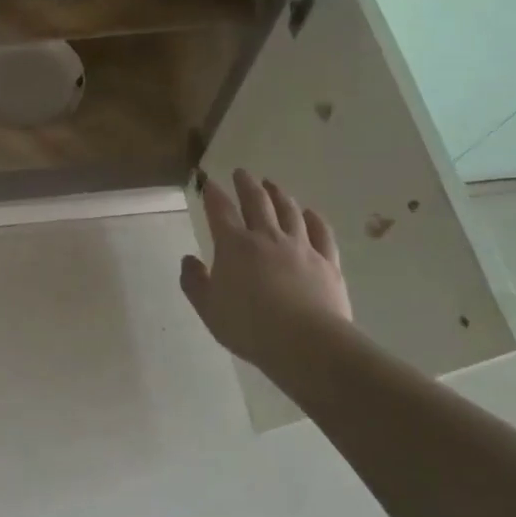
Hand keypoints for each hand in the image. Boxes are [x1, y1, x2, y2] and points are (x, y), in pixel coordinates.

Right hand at [180, 170, 351, 369]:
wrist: (307, 343)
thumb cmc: (249, 327)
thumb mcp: (208, 309)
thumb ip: (195, 282)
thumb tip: (188, 260)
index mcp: (234, 245)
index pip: (220, 210)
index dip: (213, 194)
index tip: (208, 182)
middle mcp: (266, 237)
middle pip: (256, 202)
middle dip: (247, 184)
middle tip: (242, 173)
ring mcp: (300, 247)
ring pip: (288, 211)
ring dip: (278, 194)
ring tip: (272, 185)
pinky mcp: (327, 262)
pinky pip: (321, 233)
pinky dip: (314, 219)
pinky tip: (310, 213)